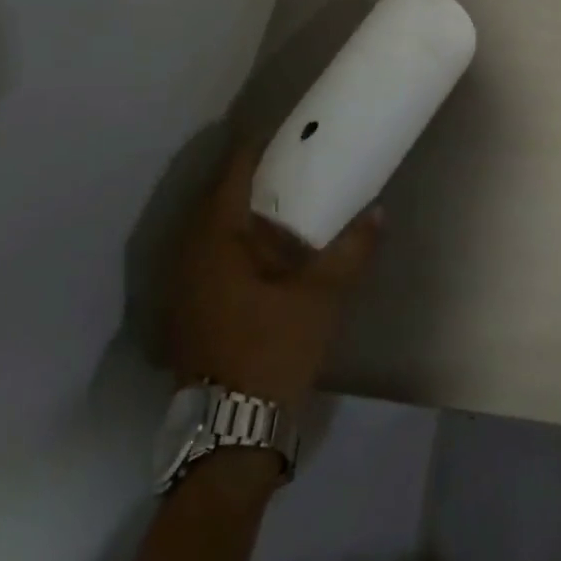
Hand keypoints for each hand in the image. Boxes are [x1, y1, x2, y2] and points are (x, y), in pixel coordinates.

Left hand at [166, 140, 381, 406]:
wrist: (231, 429)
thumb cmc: (272, 348)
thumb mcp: (321, 296)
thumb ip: (351, 250)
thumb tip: (379, 213)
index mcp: (216, 244)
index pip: (230, 180)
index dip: (249, 152)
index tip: (270, 131)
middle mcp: (189, 258)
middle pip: (213, 204)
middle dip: (242, 181)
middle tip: (279, 165)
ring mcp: (181, 289)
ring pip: (206, 235)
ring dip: (235, 216)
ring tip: (273, 205)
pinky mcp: (186, 314)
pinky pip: (205, 260)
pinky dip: (229, 245)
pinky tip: (257, 254)